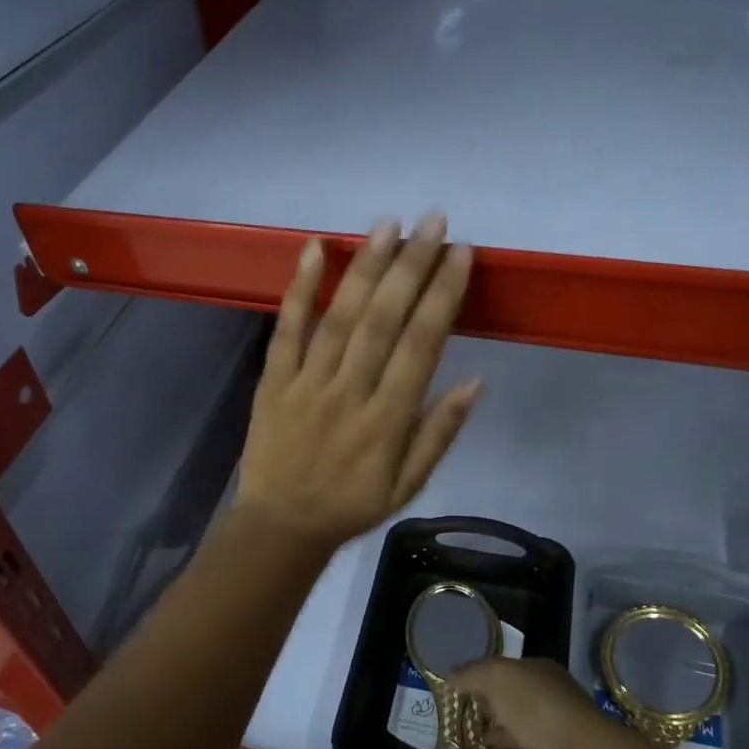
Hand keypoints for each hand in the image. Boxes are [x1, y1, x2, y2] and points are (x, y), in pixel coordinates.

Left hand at [233, 214, 477, 551]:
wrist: (280, 526)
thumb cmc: (352, 505)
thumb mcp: (409, 485)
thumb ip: (439, 434)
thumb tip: (475, 382)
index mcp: (387, 420)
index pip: (421, 346)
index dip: (443, 296)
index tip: (462, 255)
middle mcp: (350, 392)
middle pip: (384, 320)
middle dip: (412, 266)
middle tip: (433, 222)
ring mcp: (307, 383)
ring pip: (340, 317)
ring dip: (365, 268)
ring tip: (388, 225)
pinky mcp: (273, 380)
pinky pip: (286, 329)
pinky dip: (299, 288)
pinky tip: (314, 249)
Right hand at [448, 657, 634, 748]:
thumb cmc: (535, 704)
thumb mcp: (497, 675)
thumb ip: (471, 674)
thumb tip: (449, 675)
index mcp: (539, 677)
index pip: (508, 672)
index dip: (483, 674)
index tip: (455, 680)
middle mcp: (541, 708)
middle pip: (507, 704)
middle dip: (482, 705)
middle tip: (449, 708)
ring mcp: (539, 743)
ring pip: (506, 736)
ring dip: (485, 735)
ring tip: (452, 733)